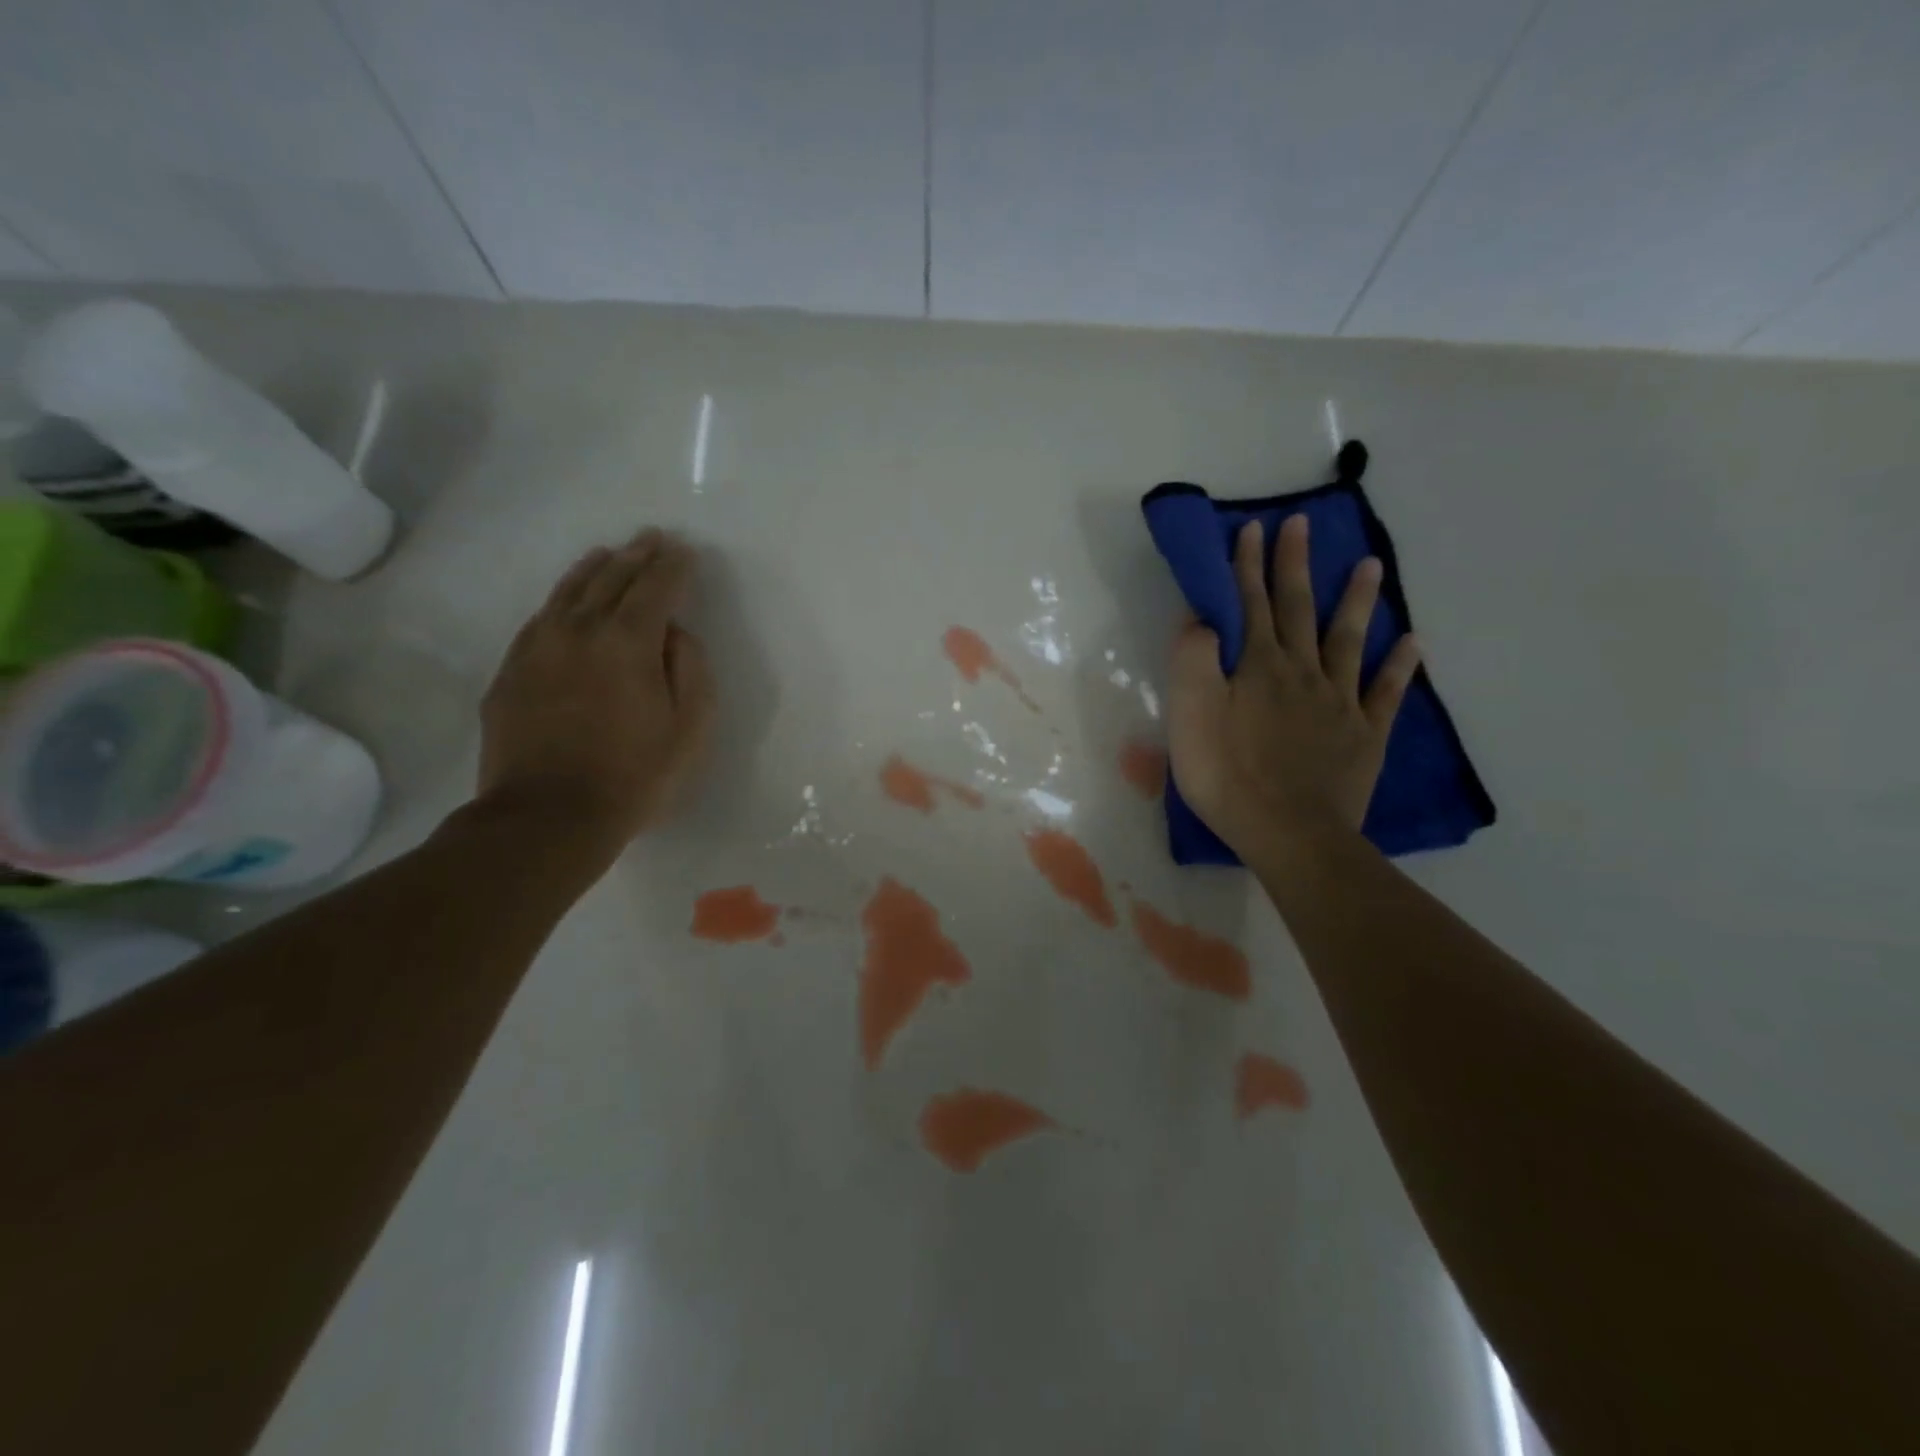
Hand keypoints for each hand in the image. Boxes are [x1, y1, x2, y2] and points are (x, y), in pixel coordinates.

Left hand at [477, 528, 714, 866]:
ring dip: (593, 569)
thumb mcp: (690, 729)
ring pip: (568, 592)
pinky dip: (559, 600)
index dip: (673, 566)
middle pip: (611, 580)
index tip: (684, 550)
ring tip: (608, 553)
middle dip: (636, 557)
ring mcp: (538, 648)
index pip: (655, 588)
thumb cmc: (634, 776)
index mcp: (629, 642)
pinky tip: (566, 600)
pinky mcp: (511, 672)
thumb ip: (691, 670)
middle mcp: (580, 631)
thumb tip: (674, 634)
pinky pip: (539, 619)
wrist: (548, 817)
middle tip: (652, 538)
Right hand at [1167, 515, 1420, 859]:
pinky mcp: (1364, 734)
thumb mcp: (1190, 715)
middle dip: (1296, 565)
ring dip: (1356, 600)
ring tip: (1370, 565)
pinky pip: (1386, 692)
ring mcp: (1339, 701)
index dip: (1248, 566)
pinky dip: (1400, 666)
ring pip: (1348, 639)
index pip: (1249, 604)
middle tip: (1303, 525)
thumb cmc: (1228, 774)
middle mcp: (1302, 672)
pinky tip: (1412, 643)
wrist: (1288, 831)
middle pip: (1297, 609)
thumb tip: (1202, 620)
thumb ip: (1193, 661)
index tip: (1253, 528)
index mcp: (1258, 666)